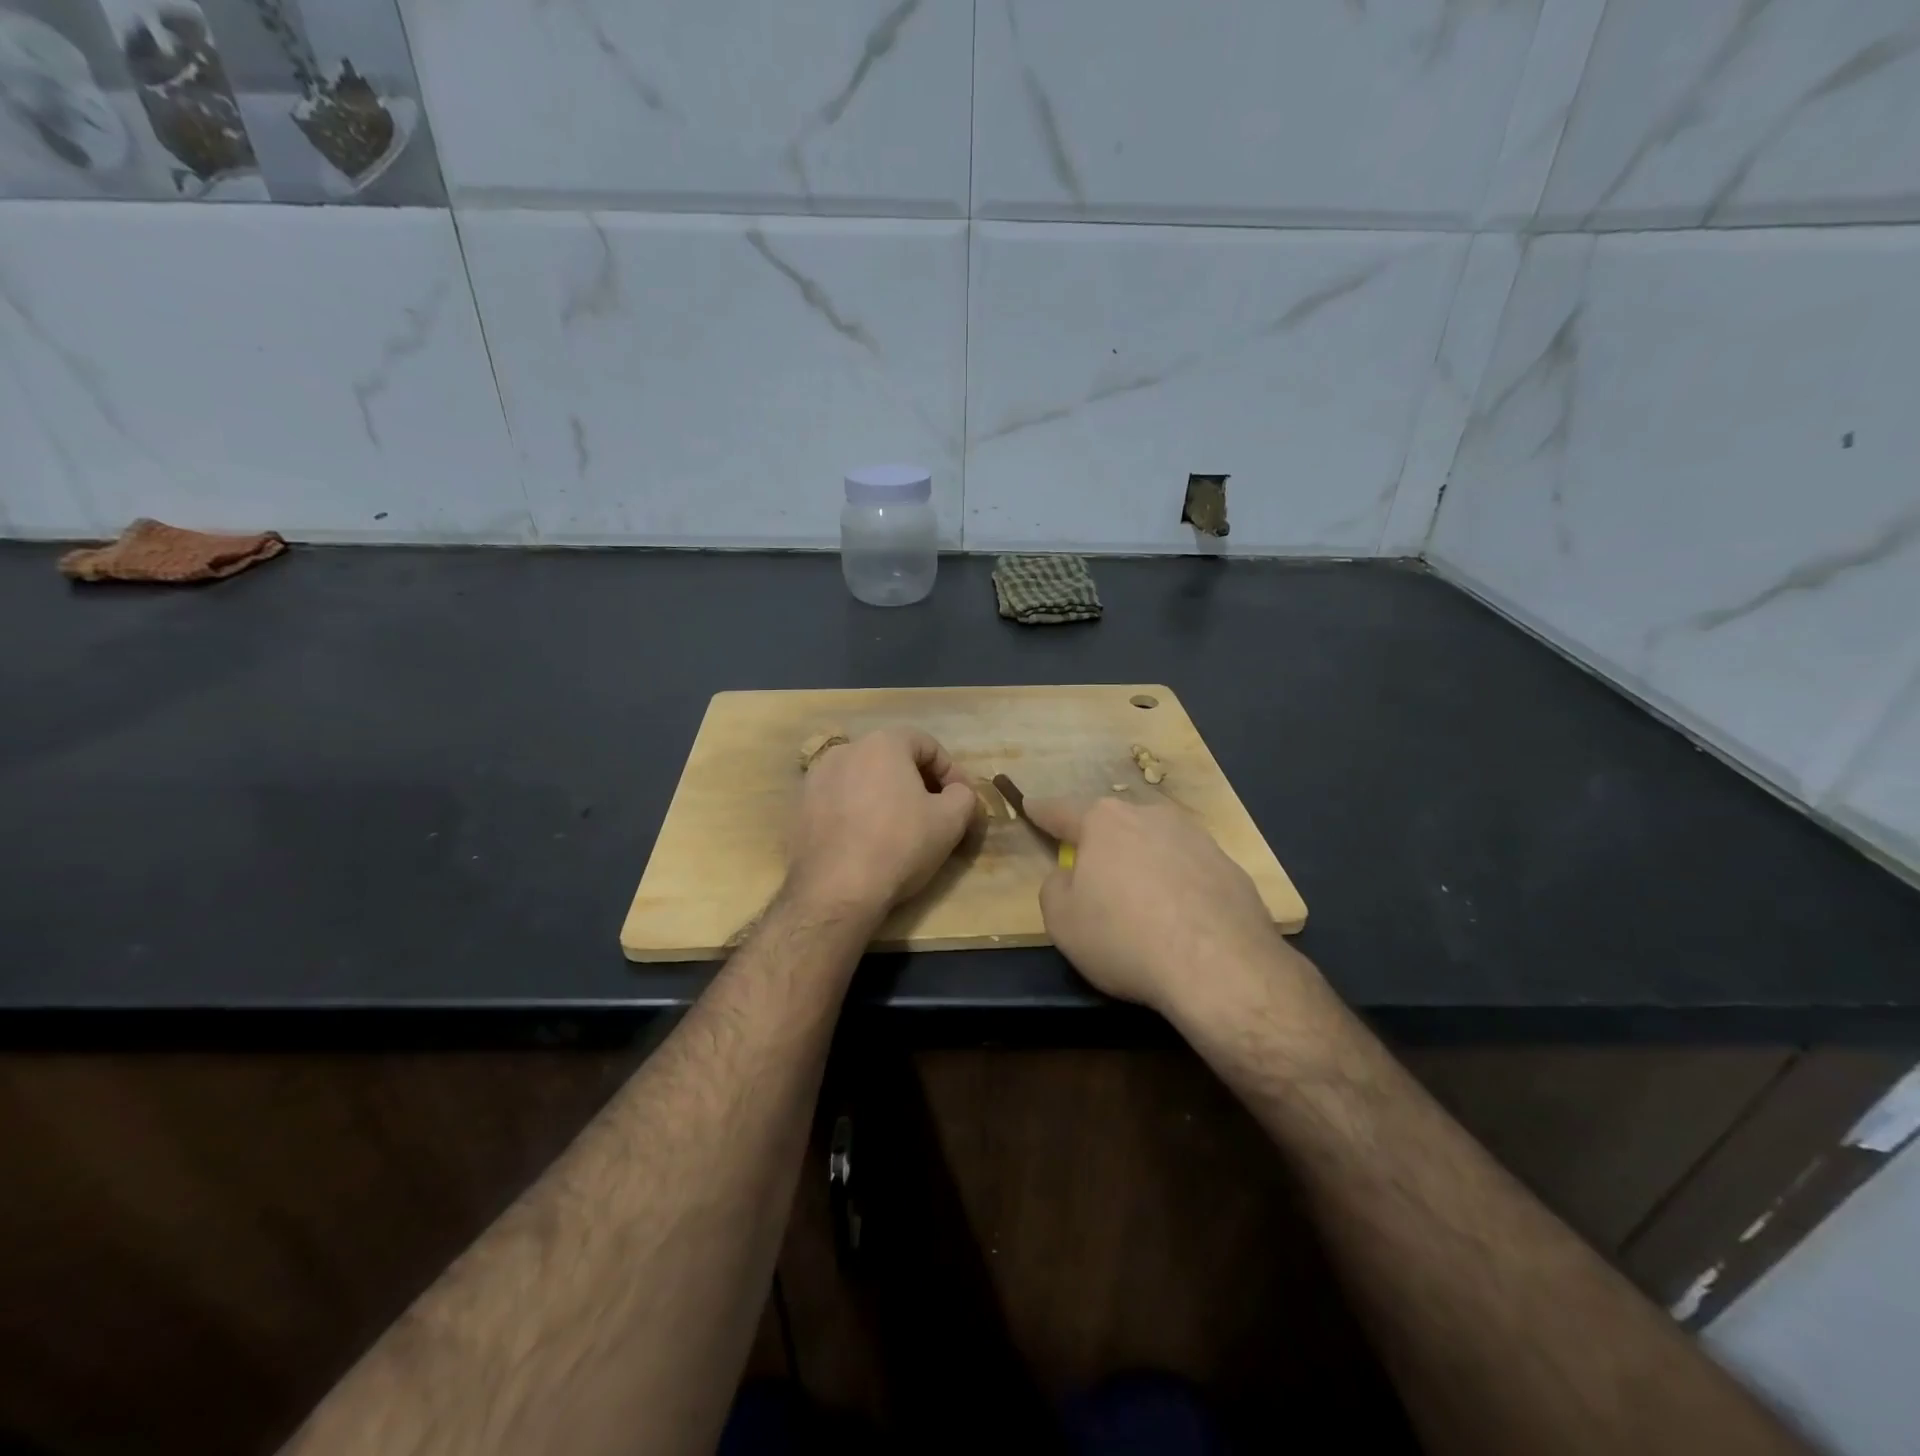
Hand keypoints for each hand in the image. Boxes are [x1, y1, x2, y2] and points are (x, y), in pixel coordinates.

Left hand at [788, 727, 978, 913]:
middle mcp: (845, 750)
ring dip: (887, 796)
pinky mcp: (800, 807)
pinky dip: (858, 812)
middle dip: (918, 782)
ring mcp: (817, 777)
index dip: (951, 771)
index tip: (960, 801)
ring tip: (900, 828)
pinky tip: (867, 841)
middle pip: (893, 758)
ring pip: (864, 779)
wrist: (836, 890)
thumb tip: (958, 793)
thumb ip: (964, 795)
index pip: (927, 745)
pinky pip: (840, 800)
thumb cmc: (900, 845)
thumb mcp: (951, 820)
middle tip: (934, 814)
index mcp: (882, 743)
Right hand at [1026, 793, 1292, 1016]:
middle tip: (1092, 874)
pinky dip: (1177, 886)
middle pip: (1114, 825)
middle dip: (1100, 843)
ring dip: (1142, 863)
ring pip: (1155, 844)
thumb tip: (1069, 877)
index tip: (1031, 805)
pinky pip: (1189, 871)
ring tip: (1140, 905)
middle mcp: (1150, 816)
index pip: (1061, 811)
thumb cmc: (1124, 937)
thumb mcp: (1061, 921)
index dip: (1041, 811)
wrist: (1219, 967)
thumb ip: (1054, 888)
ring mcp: (1196, 838)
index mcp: (1103, 822)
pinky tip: (1179, 921)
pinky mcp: (1230, 867)